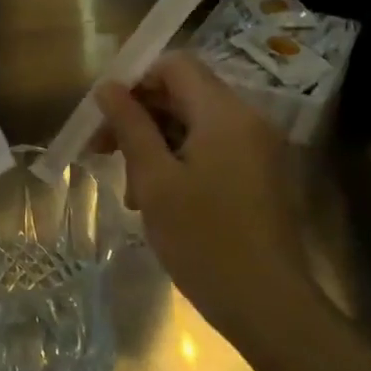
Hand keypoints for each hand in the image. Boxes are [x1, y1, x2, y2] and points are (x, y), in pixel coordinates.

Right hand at [94, 52, 309, 331]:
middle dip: (141, 117)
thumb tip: (107, 87)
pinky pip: (214, 150)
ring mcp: (259, 149)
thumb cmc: (204, 240)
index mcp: (225, 113)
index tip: (105, 114)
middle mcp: (248, 120)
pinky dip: (182, 163)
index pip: (176, 65)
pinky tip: (160, 201)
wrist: (268, 304)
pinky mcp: (261, 176)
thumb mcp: (155, 180)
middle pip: (185, 95)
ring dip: (157, 146)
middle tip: (103, 152)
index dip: (136, 80)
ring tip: (133, 191)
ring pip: (196, 126)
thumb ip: (130, 126)